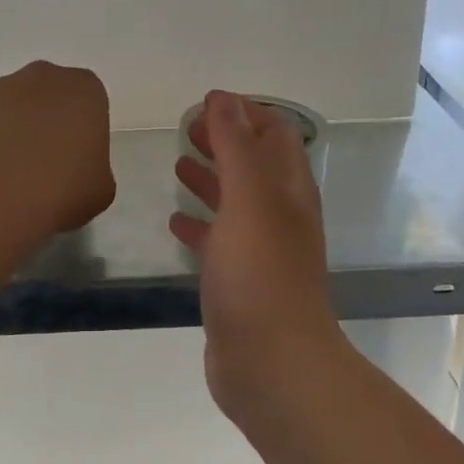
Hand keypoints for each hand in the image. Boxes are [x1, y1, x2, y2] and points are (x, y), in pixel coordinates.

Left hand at [0, 61, 115, 234]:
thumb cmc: (61, 189)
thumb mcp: (100, 190)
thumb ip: (93, 170)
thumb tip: (73, 173)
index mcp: (83, 90)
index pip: (89, 102)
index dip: (82, 133)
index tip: (76, 163)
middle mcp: (40, 77)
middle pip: (47, 97)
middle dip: (46, 123)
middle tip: (45, 167)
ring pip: (9, 108)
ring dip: (11, 133)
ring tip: (9, 178)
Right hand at [171, 91, 343, 410]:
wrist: (271, 364)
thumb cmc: (260, 276)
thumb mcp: (249, 200)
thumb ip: (236, 147)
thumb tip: (223, 98)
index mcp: (288, 191)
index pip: (276, 135)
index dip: (246, 113)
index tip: (207, 102)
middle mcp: (279, 216)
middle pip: (254, 165)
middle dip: (224, 141)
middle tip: (186, 128)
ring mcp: (259, 251)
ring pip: (235, 202)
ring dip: (211, 178)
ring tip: (177, 163)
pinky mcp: (237, 282)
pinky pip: (217, 241)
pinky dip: (199, 224)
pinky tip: (175, 221)